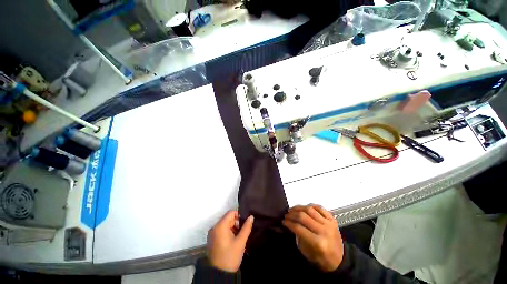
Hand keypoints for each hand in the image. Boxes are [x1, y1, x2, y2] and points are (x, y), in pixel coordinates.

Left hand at [207, 211, 253, 271]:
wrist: (219, 274)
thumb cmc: (230, 256)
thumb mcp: (240, 241)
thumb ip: (246, 227)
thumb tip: (251, 216)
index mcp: (220, 226)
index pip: (231, 213)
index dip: (239, 215)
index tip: (245, 223)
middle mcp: (214, 227)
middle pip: (228, 218)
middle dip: (236, 222)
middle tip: (243, 231)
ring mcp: (212, 233)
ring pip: (225, 224)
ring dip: (233, 228)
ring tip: (239, 237)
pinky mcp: (212, 239)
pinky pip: (221, 230)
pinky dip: (228, 232)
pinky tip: (233, 240)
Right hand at [283, 204, 343, 271]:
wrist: (340, 260)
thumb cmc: (322, 259)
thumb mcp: (307, 253)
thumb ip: (299, 237)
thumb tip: (291, 224)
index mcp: (318, 242)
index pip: (299, 228)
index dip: (289, 223)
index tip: (283, 221)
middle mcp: (324, 230)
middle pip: (304, 216)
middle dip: (292, 214)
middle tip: (286, 214)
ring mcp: (329, 223)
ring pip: (310, 209)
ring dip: (299, 208)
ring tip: (293, 209)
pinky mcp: (332, 219)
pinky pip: (319, 207)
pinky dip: (310, 206)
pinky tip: (304, 208)